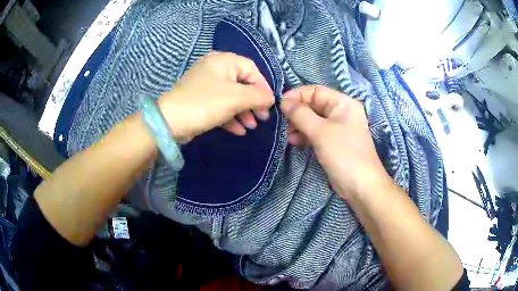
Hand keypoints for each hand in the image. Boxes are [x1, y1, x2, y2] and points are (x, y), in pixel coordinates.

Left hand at [158, 52, 273, 142]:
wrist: (170, 122)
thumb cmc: (205, 103)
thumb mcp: (236, 97)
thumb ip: (258, 95)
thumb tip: (271, 98)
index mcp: (223, 60)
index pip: (252, 69)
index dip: (263, 86)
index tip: (270, 104)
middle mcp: (215, 68)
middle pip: (242, 83)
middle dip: (253, 102)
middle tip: (262, 118)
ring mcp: (206, 85)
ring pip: (232, 96)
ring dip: (243, 112)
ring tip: (251, 127)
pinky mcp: (200, 100)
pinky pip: (220, 105)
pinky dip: (230, 117)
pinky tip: (239, 131)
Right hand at [280, 85, 391, 199]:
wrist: (361, 186)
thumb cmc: (343, 153)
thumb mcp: (320, 132)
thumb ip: (300, 114)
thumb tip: (283, 101)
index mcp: (343, 103)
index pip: (315, 91)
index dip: (297, 95)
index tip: (280, 105)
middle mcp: (341, 112)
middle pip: (314, 105)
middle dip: (297, 112)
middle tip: (282, 123)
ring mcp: (338, 128)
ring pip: (313, 120)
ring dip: (299, 125)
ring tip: (287, 135)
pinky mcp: (334, 142)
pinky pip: (316, 133)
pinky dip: (305, 135)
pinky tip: (294, 142)